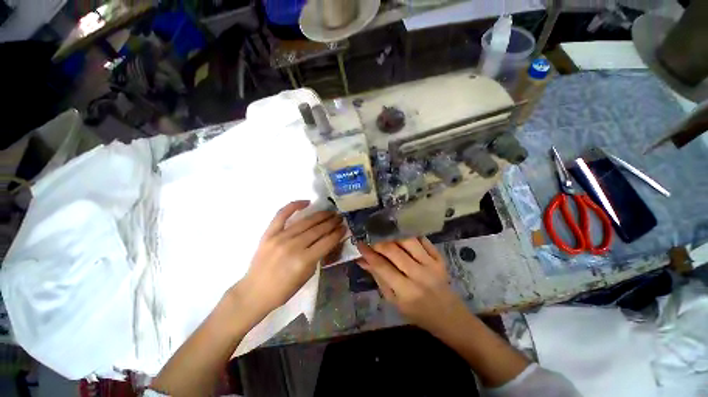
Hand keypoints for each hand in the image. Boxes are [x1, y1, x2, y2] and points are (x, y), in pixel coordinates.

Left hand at [241, 201, 345, 313]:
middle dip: (332, 222)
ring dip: (320, 215)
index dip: (337, 233)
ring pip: (305, 222)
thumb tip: (327, 241)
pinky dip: (294, 206)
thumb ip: (317, 257)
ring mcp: (280, 237)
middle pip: (318, 230)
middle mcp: (293, 246)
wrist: (255, 292)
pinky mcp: (269, 233)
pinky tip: (306, 202)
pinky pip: (282, 215)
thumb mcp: (307, 276)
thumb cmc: (283, 289)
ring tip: (330, 212)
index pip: (326, 242)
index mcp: (304, 260)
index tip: (344, 227)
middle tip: (340, 217)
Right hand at [357, 238, 466, 334]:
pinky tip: (401, 235)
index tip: (360, 243)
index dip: (368, 253)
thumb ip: (378, 278)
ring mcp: (432, 265)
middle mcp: (419, 275)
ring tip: (384, 234)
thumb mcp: (394, 301)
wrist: (449, 316)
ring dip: (393, 235)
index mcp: (406, 291)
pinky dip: (410, 235)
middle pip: (394, 250)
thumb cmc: (417, 312)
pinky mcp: (440, 258)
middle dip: (379, 242)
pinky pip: (423, 240)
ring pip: (408, 241)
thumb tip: (362, 260)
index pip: (382, 266)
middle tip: (370, 237)